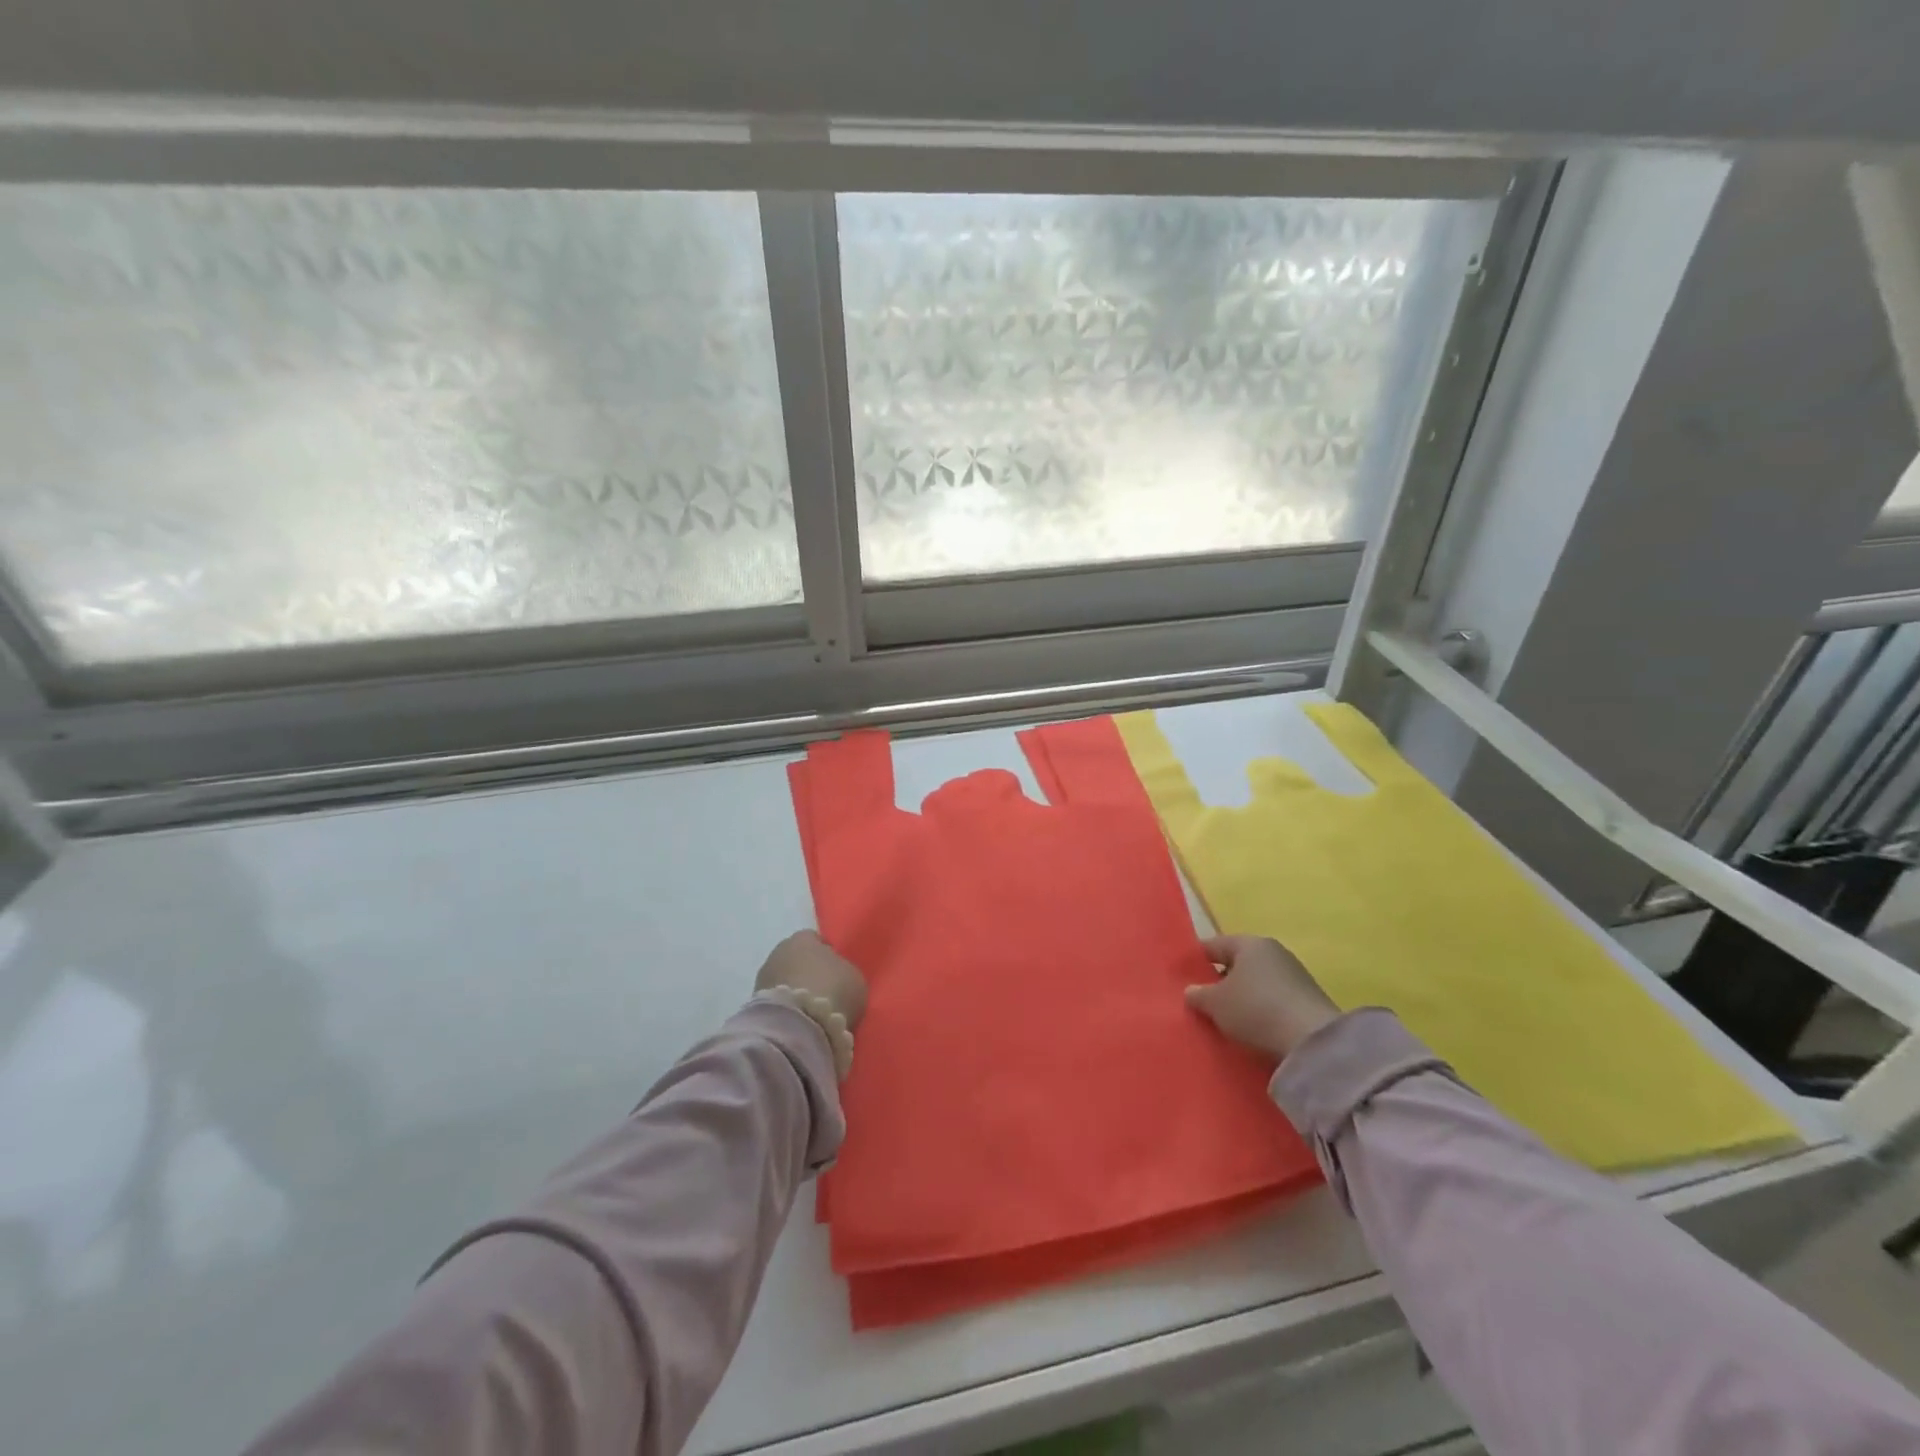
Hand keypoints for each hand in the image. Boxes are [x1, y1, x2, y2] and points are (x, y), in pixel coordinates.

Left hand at [755, 931, 868, 1030]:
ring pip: (783, 980)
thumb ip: (843, 970)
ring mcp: (763, 977)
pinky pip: (777, 1001)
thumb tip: (836, 974)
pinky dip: (786, 1008)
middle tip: (823, 990)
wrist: (798, 1026)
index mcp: (803, 938)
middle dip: (807, 972)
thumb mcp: (853, 977)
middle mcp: (778, 951)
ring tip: (810, 1009)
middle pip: (796, 959)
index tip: (836, 971)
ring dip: (794, 990)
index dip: (827, 954)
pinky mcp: (754, 1004)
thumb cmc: (832, 990)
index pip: (815, 940)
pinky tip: (798, 1020)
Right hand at [1185, 934, 1338, 1060]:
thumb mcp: (1215, 1003)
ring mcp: (1294, 975)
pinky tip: (1253, 1028)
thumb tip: (1192, 991)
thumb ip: (1198, 994)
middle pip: (1237, 963)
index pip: (1214, 945)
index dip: (1196, 960)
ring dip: (1242, 997)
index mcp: (1249, 943)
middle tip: (1203, 1000)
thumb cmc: (1254, 1009)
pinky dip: (1261, 1010)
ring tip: (1226, 1018)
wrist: (1311, 1041)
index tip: (1183, 977)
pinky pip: (1274, 1000)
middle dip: (1220, 980)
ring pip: (1256, 983)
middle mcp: (1273, 952)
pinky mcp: (1308, 1000)